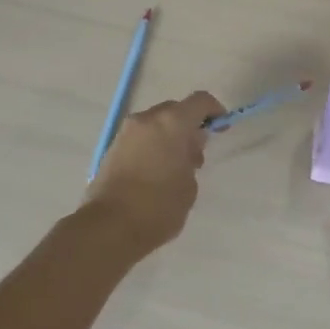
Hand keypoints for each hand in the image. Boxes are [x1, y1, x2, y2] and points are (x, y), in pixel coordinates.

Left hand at [83, 91, 226, 254]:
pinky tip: (155, 172)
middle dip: (188, 126)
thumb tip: (186, 148)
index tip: (220, 127)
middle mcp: (147, 119)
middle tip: (195, 154)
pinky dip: (151, 145)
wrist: (109, 227)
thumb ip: (191, 158)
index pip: (199, 101)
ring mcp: (126, 132)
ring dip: (168, 136)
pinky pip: (140, 137)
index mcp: (172, 122)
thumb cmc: (159, 206)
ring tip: (174, 167)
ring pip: (155, 124)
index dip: (214, 110)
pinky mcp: (112, 148)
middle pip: (174, 110)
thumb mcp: (189, 185)